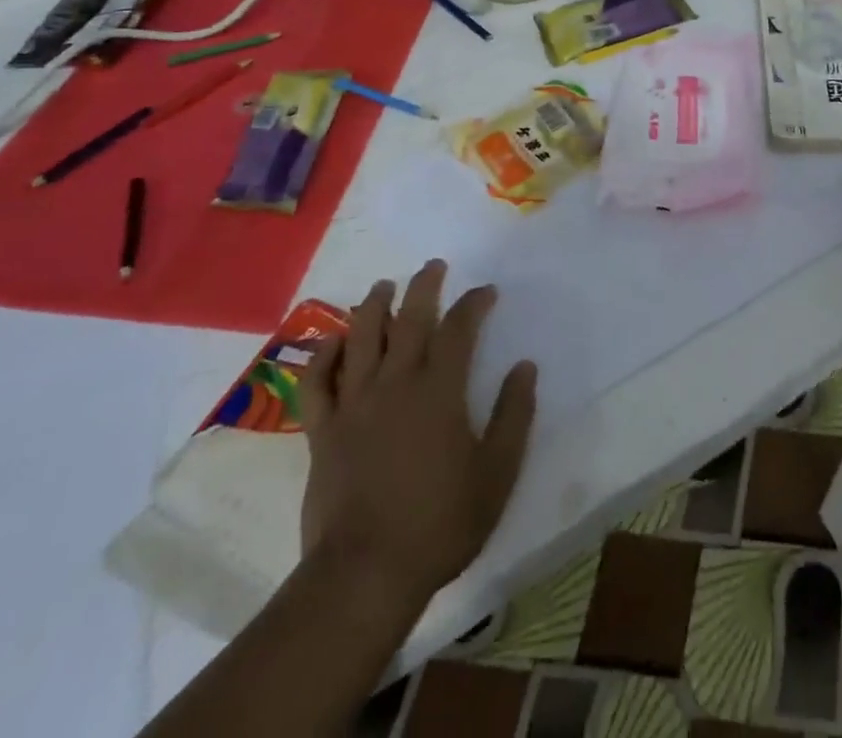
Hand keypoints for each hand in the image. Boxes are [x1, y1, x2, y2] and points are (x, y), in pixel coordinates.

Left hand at [297, 260, 537, 602]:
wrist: (365, 575)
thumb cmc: (440, 523)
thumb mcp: (497, 473)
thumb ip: (514, 415)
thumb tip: (524, 367)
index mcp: (440, 390)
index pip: (459, 329)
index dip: (474, 304)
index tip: (486, 292)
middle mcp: (396, 384)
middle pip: (408, 319)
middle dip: (424, 286)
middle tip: (433, 266)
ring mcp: (354, 405)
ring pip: (360, 339)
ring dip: (373, 306)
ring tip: (383, 287)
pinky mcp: (323, 432)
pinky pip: (317, 383)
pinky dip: (323, 356)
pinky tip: (331, 341)